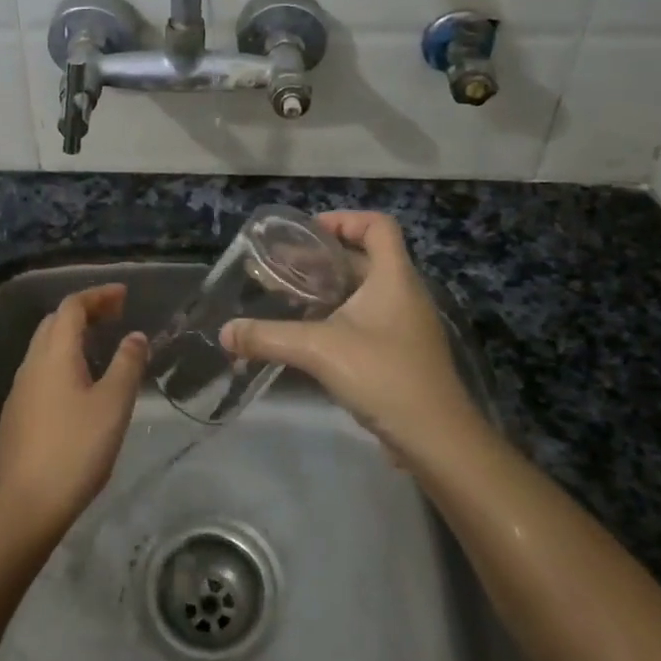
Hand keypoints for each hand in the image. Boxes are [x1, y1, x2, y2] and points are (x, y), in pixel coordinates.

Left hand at [0, 284, 146, 536]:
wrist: (24, 506)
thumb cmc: (75, 450)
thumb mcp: (113, 405)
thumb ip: (127, 365)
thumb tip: (135, 336)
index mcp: (54, 354)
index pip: (72, 307)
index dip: (98, 295)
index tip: (124, 295)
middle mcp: (31, 364)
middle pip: (54, 322)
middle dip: (84, 311)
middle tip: (115, 315)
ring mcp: (19, 390)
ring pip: (45, 347)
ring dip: (72, 336)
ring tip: (101, 344)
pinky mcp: (16, 414)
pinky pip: (41, 370)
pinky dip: (63, 359)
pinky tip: (79, 383)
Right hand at [221, 212, 475, 458]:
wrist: (437, 440)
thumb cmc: (384, 376)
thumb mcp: (319, 350)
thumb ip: (268, 337)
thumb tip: (224, 332)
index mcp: (394, 277)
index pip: (378, 225)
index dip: (344, 219)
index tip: (307, 232)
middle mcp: (403, 293)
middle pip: (365, 257)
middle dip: (323, 257)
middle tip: (283, 266)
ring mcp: (405, 324)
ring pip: (364, 290)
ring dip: (328, 288)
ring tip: (288, 297)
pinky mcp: (400, 352)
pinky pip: (366, 318)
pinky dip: (338, 315)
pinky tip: (309, 334)